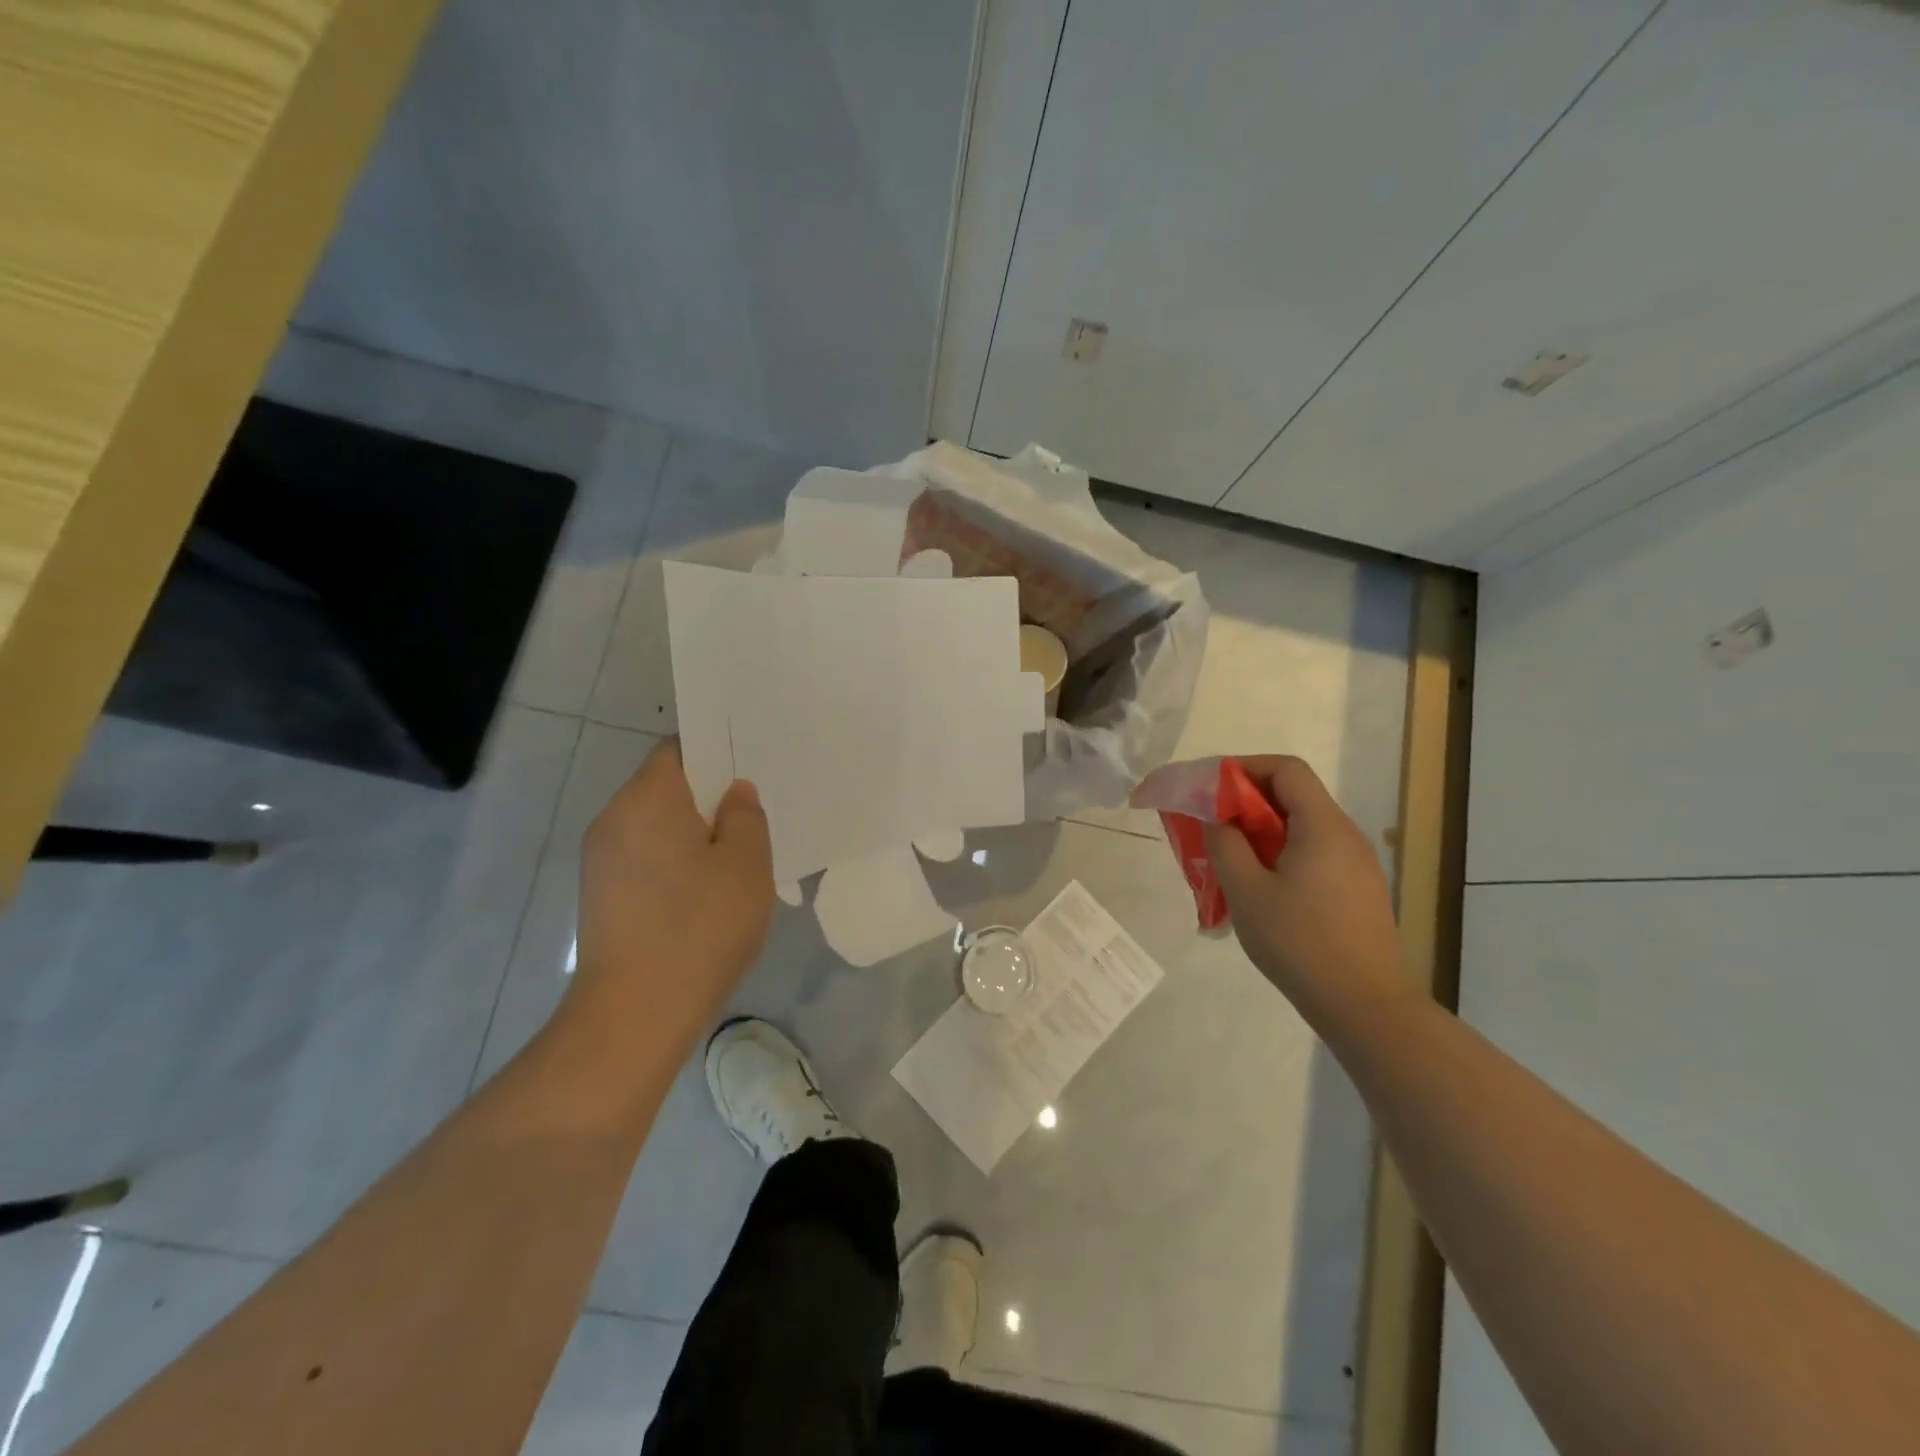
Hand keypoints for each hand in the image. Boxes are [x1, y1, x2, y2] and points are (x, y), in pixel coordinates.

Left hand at [573, 739, 773, 1043]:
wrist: (635, 1014)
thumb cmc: (700, 927)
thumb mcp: (747, 864)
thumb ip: (746, 816)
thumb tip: (734, 793)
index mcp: (647, 798)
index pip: (677, 749)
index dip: (714, 753)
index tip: (748, 771)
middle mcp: (613, 819)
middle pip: (664, 788)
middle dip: (707, 798)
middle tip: (752, 818)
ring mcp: (600, 861)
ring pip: (654, 827)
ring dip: (691, 834)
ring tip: (733, 861)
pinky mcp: (599, 896)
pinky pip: (643, 859)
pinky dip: (673, 864)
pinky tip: (703, 896)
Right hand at [1205, 756, 1406, 1022]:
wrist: (1365, 1006)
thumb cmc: (1300, 943)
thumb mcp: (1247, 891)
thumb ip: (1225, 844)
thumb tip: (1217, 817)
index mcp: (1322, 826)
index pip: (1286, 769)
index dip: (1245, 767)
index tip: (1210, 788)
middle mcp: (1345, 835)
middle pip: (1293, 795)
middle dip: (1245, 802)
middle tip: (1209, 825)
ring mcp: (1356, 864)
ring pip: (1301, 827)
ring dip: (1260, 831)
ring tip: (1227, 859)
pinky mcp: (1357, 890)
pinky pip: (1313, 853)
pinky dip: (1280, 854)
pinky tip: (1259, 889)